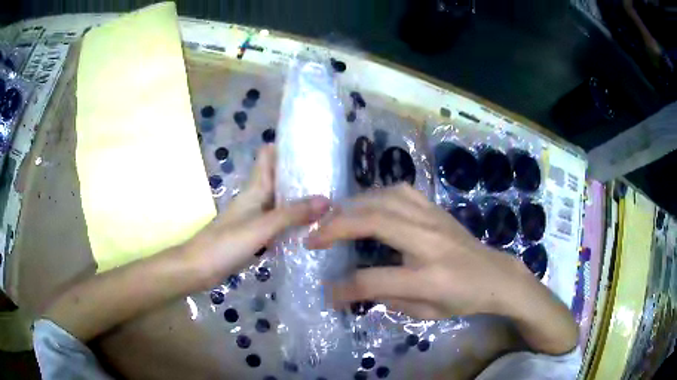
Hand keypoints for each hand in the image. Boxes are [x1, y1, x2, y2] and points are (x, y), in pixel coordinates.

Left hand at [186, 145, 330, 284]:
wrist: (200, 268)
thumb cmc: (226, 243)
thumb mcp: (261, 227)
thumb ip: (292, 214)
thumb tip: (327, 200)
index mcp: (254, 188)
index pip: (269, 156)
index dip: (288, 148)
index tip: (314, 147)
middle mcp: (256, 198)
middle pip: (280, 179)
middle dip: (302, 175)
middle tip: (332, 176)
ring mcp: (256, 218)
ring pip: (281, 201)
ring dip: (300, 200)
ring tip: (329, 199)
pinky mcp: (256, 235)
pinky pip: (279, 223)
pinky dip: (294, 222)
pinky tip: (311, 227)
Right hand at [306, 183, 520, 318]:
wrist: (495, 274)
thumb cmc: (464, 299)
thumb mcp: (427, 314)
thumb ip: (390, 300)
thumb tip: (359, 287)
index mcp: (429, 278)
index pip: (374, 280)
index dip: (344, 289)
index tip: (328, 294)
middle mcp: (429, 242)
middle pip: (373, 223)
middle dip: (335, 228)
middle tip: (313, 237)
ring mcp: (434, 220)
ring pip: (384, 199)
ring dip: (351, 206)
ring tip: (332, 218)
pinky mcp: (436, 209)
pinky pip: (401, 191)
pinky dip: (377, 195)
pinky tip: (366, 205)